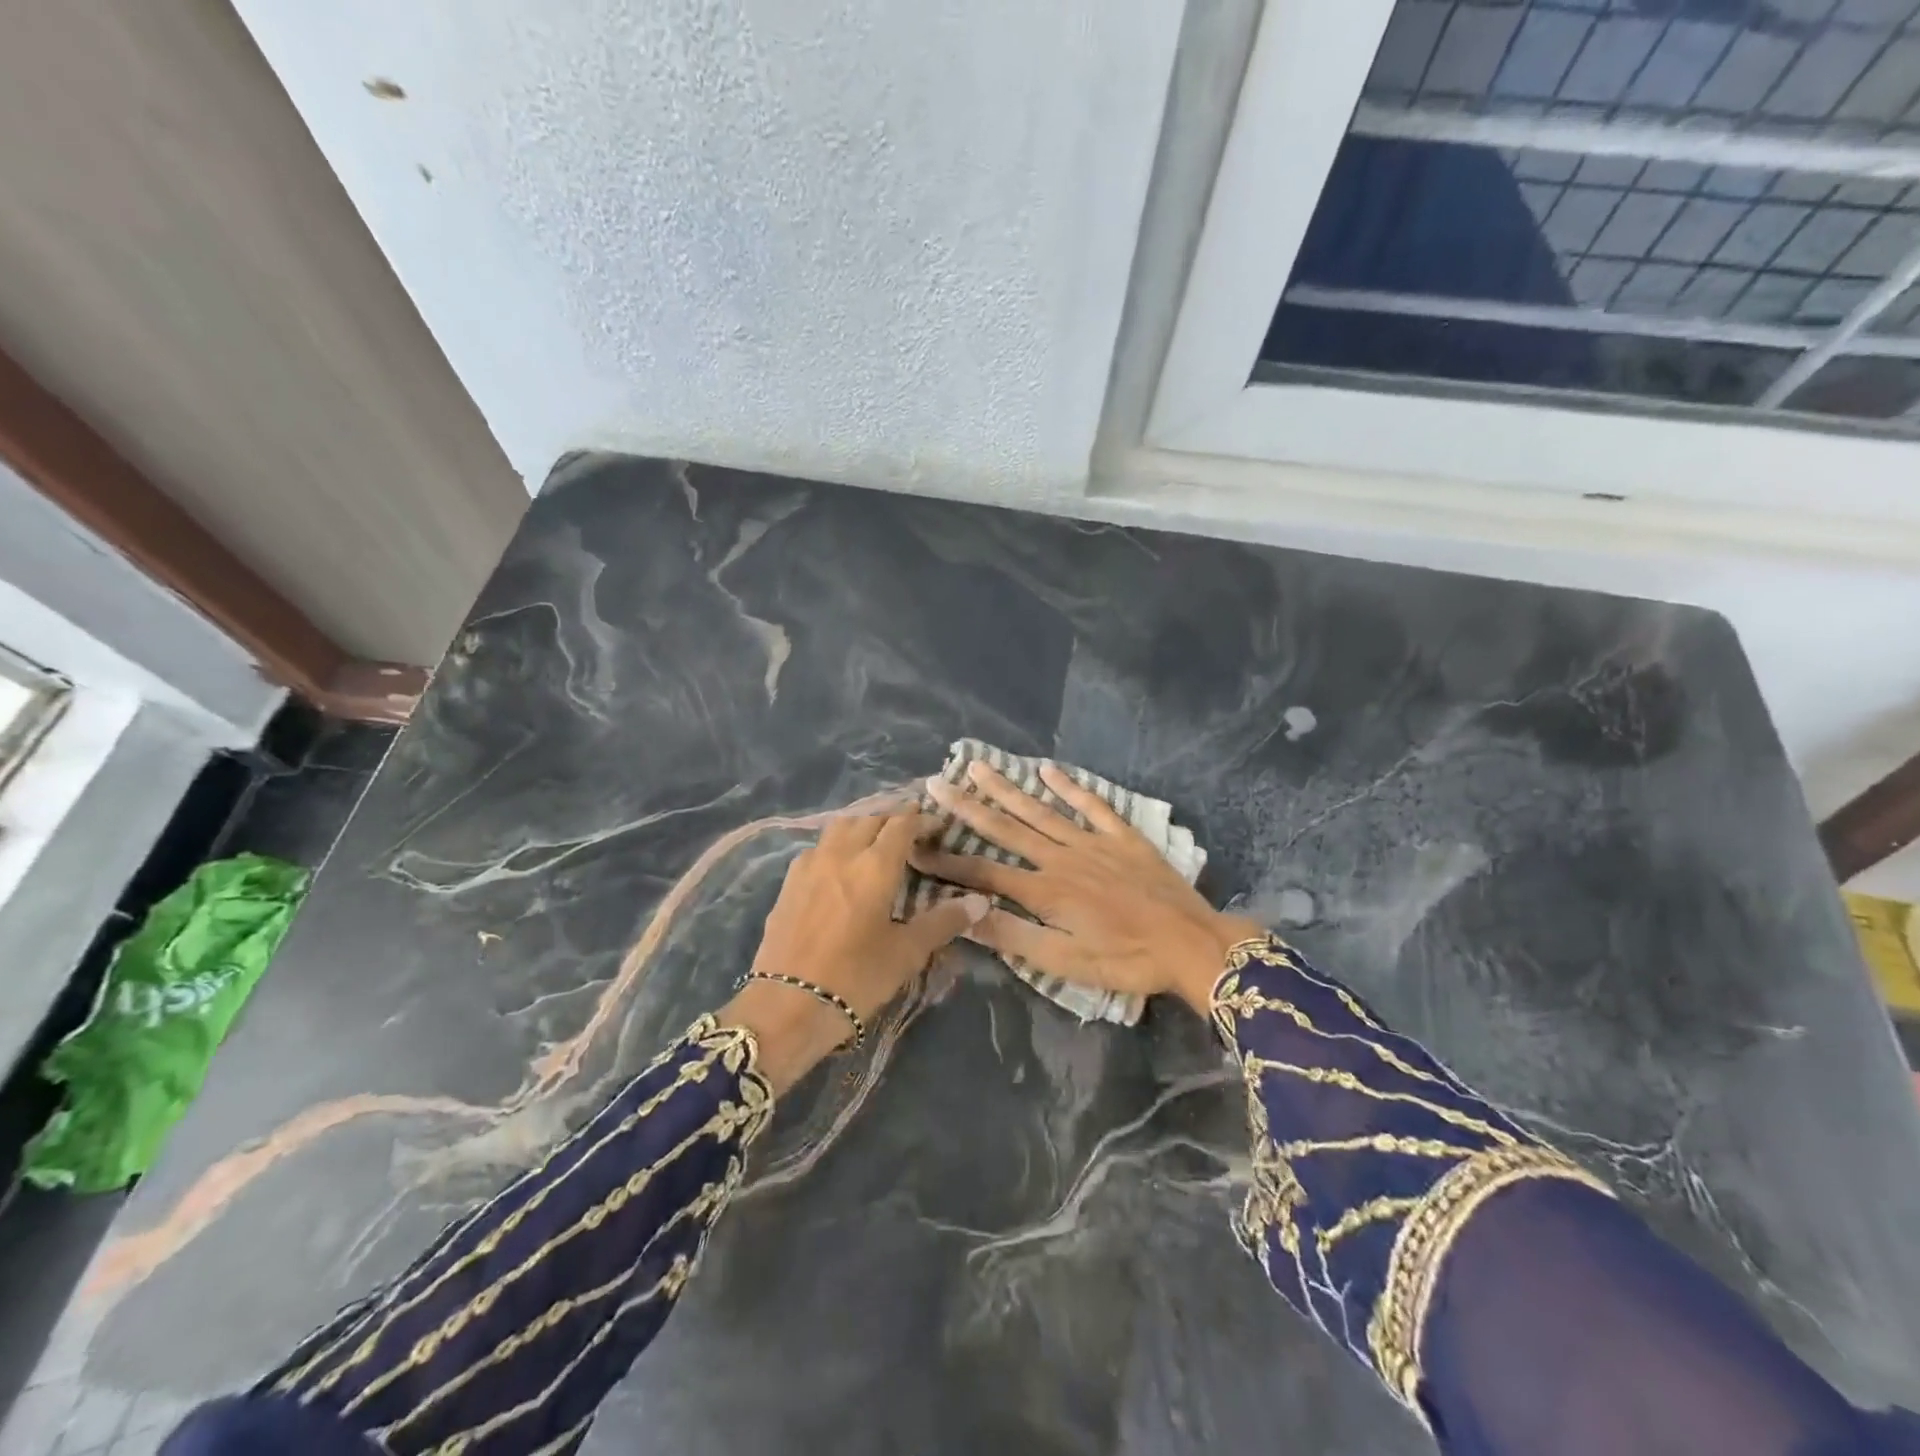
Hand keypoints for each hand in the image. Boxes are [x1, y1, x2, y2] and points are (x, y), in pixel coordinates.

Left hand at [722, 811, 988, 1090]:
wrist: (787, 1005)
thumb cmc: (855, 978)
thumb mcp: (906, 953)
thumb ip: (942, 922)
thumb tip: (980, 902)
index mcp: (875, 865)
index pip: (902, 823)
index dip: (922, 820)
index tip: (937, 828)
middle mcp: (841, 854)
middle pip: (870, 818)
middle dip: (893, 819)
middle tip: (910, 836)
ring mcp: (810, 865)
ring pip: (840, 827)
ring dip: (862, 826)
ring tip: (876, 843)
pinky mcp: (788, 882)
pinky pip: (818, 847)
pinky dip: (836, 845)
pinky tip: (841, 867)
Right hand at [911, 762, 1262, 1015]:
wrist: (1191, 943)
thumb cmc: (1126, 961)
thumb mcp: (1066, 963)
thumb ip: (1015, 938)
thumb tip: (966, 915)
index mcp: (1044, 891)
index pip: (984, 873)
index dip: (948, 863)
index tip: (915, 847)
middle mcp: (1060, 857)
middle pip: (1006, 829)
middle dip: (968, 807)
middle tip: (936, 784)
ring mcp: (1092, 841)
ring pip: (1040, 810)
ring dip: (1007, 788)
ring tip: (977, 767)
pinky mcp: (1121, 836)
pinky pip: (1091, 804)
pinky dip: (1068, 786)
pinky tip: (1046, 769)